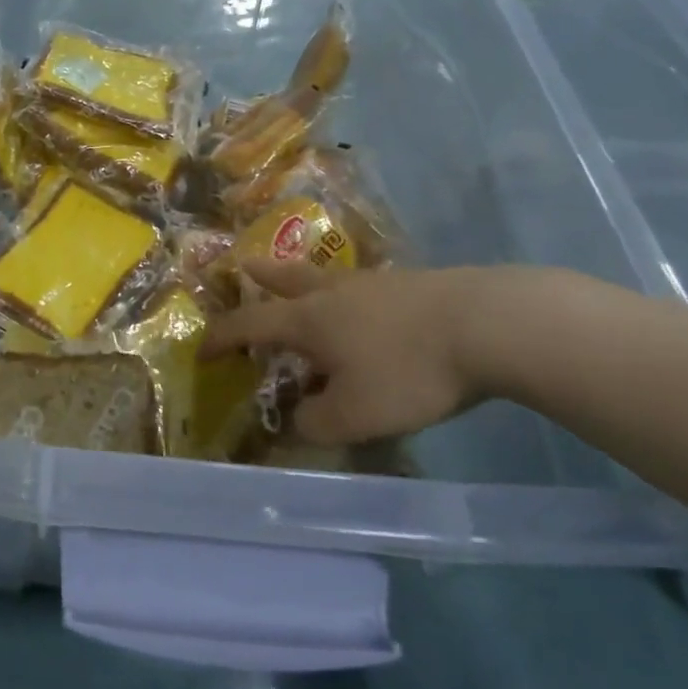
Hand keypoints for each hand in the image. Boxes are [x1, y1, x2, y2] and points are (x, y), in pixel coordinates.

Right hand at [205, 260, 508, 444]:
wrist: (485, 324)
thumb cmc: (407, 370)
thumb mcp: (356, 414)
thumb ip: (317, 421)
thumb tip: (300, 417)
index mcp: (308, 320)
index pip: (250, 325)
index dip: (222, 337)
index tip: (202, 349)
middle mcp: (332, 294)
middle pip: (287, 278)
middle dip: (262, 276)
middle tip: (244, 267)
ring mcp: (373, 284)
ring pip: (326, 278)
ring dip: (304, 280)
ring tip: (303, 286)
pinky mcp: (410, 285)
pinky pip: (362, 288)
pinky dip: (348, 296)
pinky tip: (364, 309)